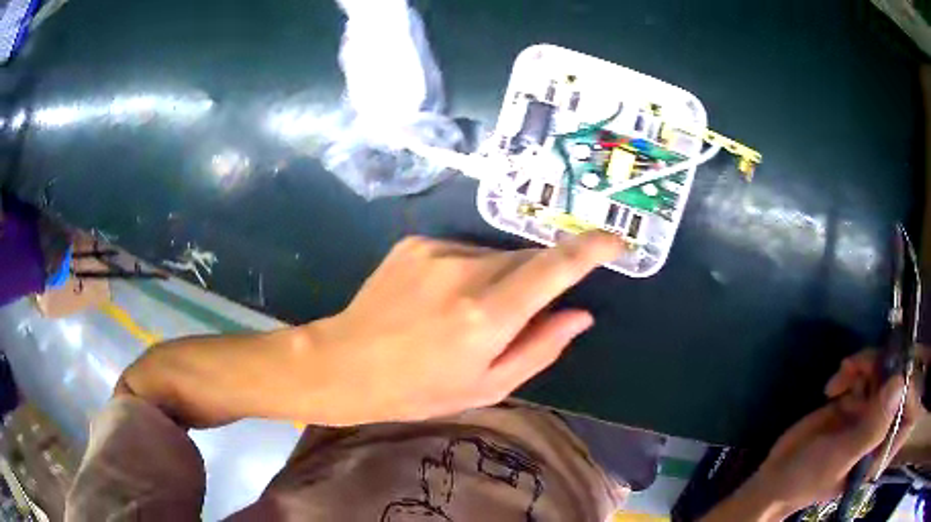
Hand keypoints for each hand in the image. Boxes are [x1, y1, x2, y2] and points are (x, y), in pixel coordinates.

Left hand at [303, 232, 622, 424]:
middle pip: (527, 259)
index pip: (554, 267)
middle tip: (510, 318)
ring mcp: (436, 251)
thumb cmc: (419, 389)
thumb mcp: (488, 386)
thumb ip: (541, 347)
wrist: (346, 363)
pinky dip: (467, 273)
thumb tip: (581, 315)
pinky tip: (439, 301)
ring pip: (495, 255)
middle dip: (536, 281)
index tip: (616, 241)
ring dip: (498, 280)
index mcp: (487, 315)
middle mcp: (465, 271)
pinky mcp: (416, 242)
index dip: (592, 249)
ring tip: (464, 315)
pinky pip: (462, 252)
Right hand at [702, 350, 921, 521]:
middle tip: (857, 364)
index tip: (892, 363)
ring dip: (864, 365)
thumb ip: (871, 428)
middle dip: (880, 366)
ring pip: (880, 373)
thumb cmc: (809, 478)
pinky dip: (851, 370)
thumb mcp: (840, 457)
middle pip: (893, 382)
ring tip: (843, 371)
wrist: (776, 479)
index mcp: (880, 446)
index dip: (903, 380)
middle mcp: (878, 427)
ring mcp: (865, 414)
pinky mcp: (852, 403)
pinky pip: (863, 375)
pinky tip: (834, 382)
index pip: (903, 407)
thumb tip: (899, 383)